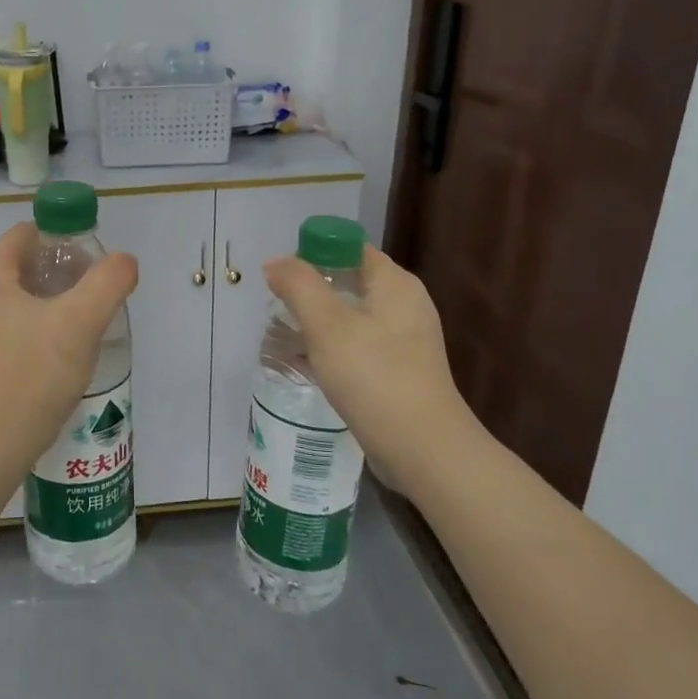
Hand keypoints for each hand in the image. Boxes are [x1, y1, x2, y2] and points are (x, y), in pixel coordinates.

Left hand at [0, 224, 138, 464]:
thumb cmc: (32, 375)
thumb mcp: (80, 322)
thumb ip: (108, 282)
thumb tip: (124, 261)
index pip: (28, 234)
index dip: (65, 240)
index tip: (94, 267)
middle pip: (25, 265)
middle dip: (64, 274)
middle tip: (97, 296)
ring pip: (22, 299)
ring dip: (55, 304)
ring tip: (87, 326)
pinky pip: (14, 328)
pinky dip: (40, 329)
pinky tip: (64, 354)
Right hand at [262, 247, 465, 456]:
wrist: (423, 450)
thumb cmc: (374, 377)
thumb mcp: (327, 325)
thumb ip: (299, 286)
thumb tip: (275, 263)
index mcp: (395, 284)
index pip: (350, 248)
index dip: (313, 254)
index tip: (281, 278)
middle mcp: (404, 305)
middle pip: (348, 281)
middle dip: (309, 291)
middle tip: (276, 307)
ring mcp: (404, 340)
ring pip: (350, 316)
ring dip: (316, 322)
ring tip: (283, 336)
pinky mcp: (398, 370)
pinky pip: (357, 346)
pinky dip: (330, 348)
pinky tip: (305, 364)